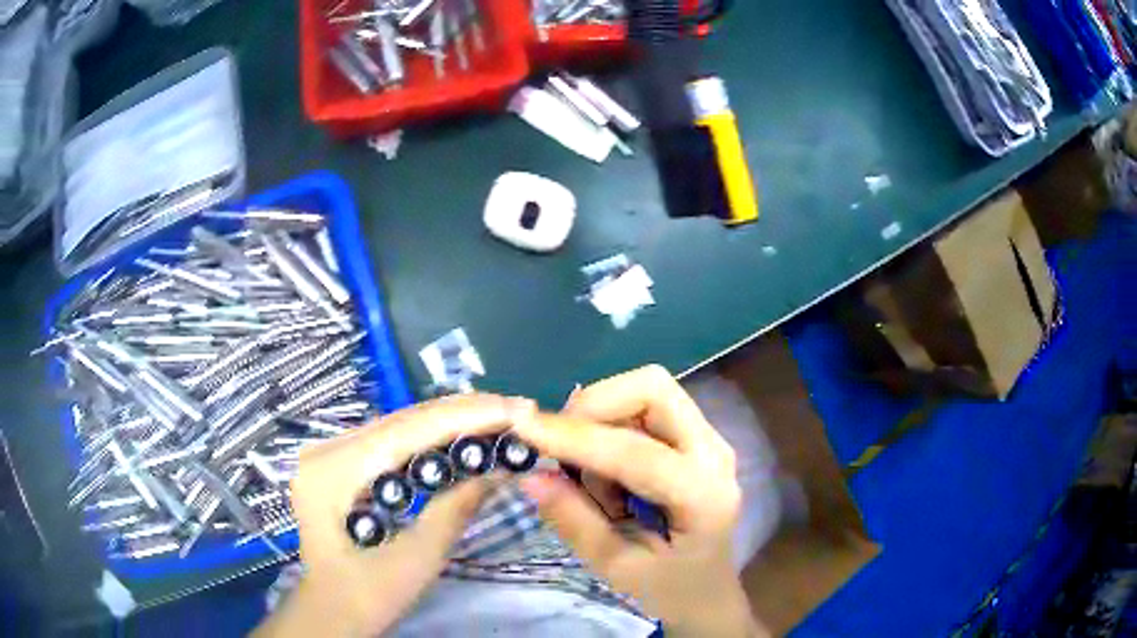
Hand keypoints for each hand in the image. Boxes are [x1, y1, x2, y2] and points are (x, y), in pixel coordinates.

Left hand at [255, 394, 535, 637]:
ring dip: (450, 421)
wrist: (331, 612)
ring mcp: (329, 453)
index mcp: (333, 473)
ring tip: (500, 417)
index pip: (406, 431)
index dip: (464, 417)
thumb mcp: (418, 558)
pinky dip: (430, 437)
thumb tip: (503, 467)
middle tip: (517, 409)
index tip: (515, 409)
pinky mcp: (339, 461)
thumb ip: (457, 507)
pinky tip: (461, 433)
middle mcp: (325, 450)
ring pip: (397, 425)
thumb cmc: (369, 595)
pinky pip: (390, 441)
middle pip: (401, 420)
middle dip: (463, 413)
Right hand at [514, 366, 765, 637]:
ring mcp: (707, 438)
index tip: (522, 429)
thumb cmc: (669, 588)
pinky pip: (643, 407)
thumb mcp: (617, 568)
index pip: (637, 453)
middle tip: (559, 446)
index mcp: (704, 497)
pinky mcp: (693, 435)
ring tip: (588, 474)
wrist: (708, 590)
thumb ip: (576, 522)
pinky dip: (609, 425)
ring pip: (647, 390)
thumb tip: (531, 477)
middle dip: (595, 405)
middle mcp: (713, 452)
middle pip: (653, 389)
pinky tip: (606, 471)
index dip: (577, 438)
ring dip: (600, 417)